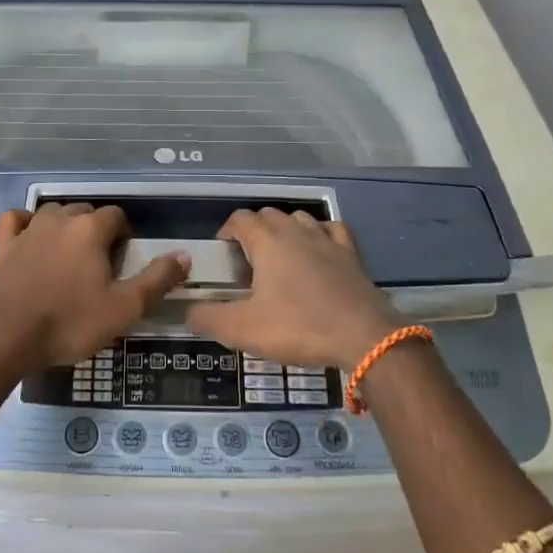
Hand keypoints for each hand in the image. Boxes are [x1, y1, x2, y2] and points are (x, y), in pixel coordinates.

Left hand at [0, 204, 187, 369]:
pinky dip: (24, 222)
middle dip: (96, 230)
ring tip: (70, 255)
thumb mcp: (124, 309)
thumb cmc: (68, 323)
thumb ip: (156, 280)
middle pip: (85, 211)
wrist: (4, 337)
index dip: (124, 235)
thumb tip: (185, 255)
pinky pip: (14, 220)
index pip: (116, 216)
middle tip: (100, 264)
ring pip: (52, 213)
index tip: (124, 262)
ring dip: (65, 225)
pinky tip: (29, 236)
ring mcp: (27, 230)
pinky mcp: (2, 246)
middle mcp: (59, 220)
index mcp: (90, 230)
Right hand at [186, 209, 398, 369]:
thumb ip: (208, 318)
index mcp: (267, 240)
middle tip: (247, 264)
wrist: (365, 337)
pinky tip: (319, 252)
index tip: (222, 256)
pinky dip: (320, 235)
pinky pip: (331, 230)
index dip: (226, 232)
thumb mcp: (243, 329)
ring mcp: (327, 239)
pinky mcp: (351, 254)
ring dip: (285, 231)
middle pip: (268, 215)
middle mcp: (295, 230)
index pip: (239, 219)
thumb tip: (187, 311)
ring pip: (299, 219)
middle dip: (253, 232)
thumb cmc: (299, 327)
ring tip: (280, 259)